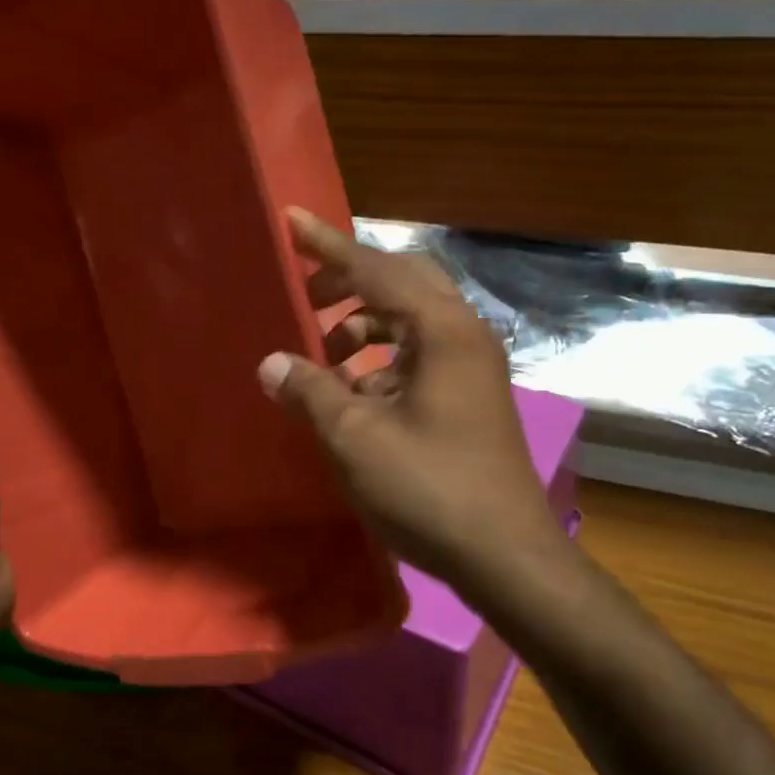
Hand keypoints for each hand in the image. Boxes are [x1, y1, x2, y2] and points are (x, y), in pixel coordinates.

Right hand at [257, 209, 567, 593]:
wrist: (503, 554)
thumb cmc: (429, 487)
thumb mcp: (355, 437)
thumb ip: (310, 390)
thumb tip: (271, 364)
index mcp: (442, 331)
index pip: (376, 269)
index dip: (328, 245)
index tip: (291, 220)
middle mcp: (463, 336)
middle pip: (401, 283)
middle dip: (348, 283)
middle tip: (304, 295)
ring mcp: (471, 368)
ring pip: (409, 322)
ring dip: (362, 327)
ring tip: (320, 357)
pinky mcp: (468, 398)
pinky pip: (416, 357)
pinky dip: (379, 362)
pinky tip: (350, 393)